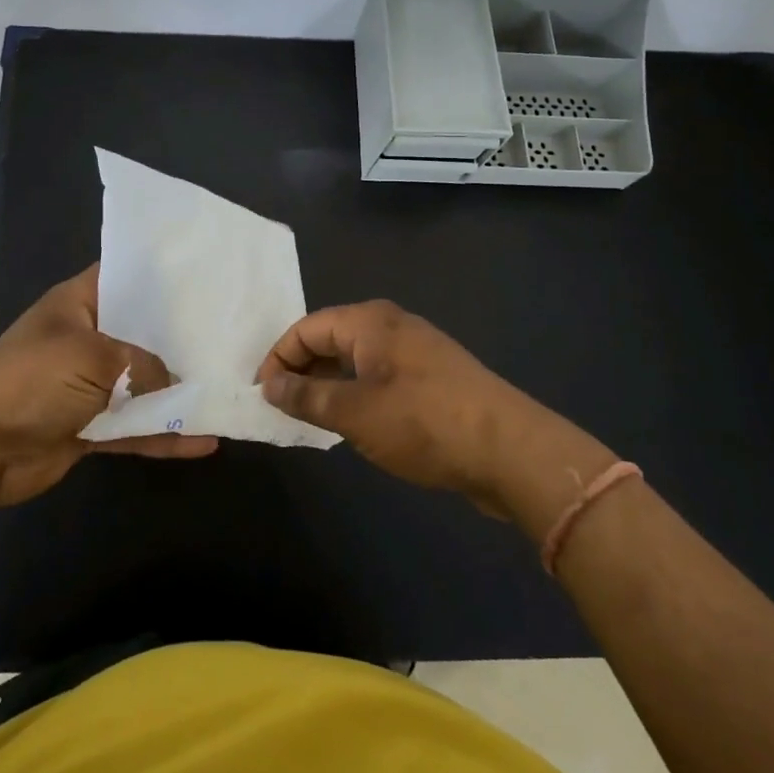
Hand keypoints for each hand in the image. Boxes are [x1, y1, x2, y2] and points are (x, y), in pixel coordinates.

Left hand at [0, 265, 216, 509]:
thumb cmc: (35, 380)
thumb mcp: (94, 357)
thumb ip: (144, 365)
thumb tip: (176, 381)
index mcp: (77, 305)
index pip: (122, 277)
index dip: (159, 276)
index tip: (203, 279)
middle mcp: (85, 340)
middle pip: (139, 334)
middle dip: (178, 338)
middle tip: (229, 336)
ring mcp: (87, 386)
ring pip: (141, 385)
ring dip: (176, 392)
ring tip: (225, 390)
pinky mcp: (89, 427)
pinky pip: (135, 428)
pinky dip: (164, 435)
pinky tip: (204, 442)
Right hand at [257, 300, 608, 522]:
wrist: (511, 451)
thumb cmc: (424, 422)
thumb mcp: (354, 412)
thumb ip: (306, 395)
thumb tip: (269, 384)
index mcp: (369, 321)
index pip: (306, 328)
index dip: (278, 358)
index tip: (261, 394)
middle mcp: (391, 325)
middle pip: (330, 338)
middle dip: (301, 370)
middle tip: (281, 407)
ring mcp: (415, 350)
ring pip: (355, 359)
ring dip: (328, 384)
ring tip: (310, 417)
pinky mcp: (432, 377)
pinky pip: (378, 376)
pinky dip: (356, 393)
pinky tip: (352, 422)